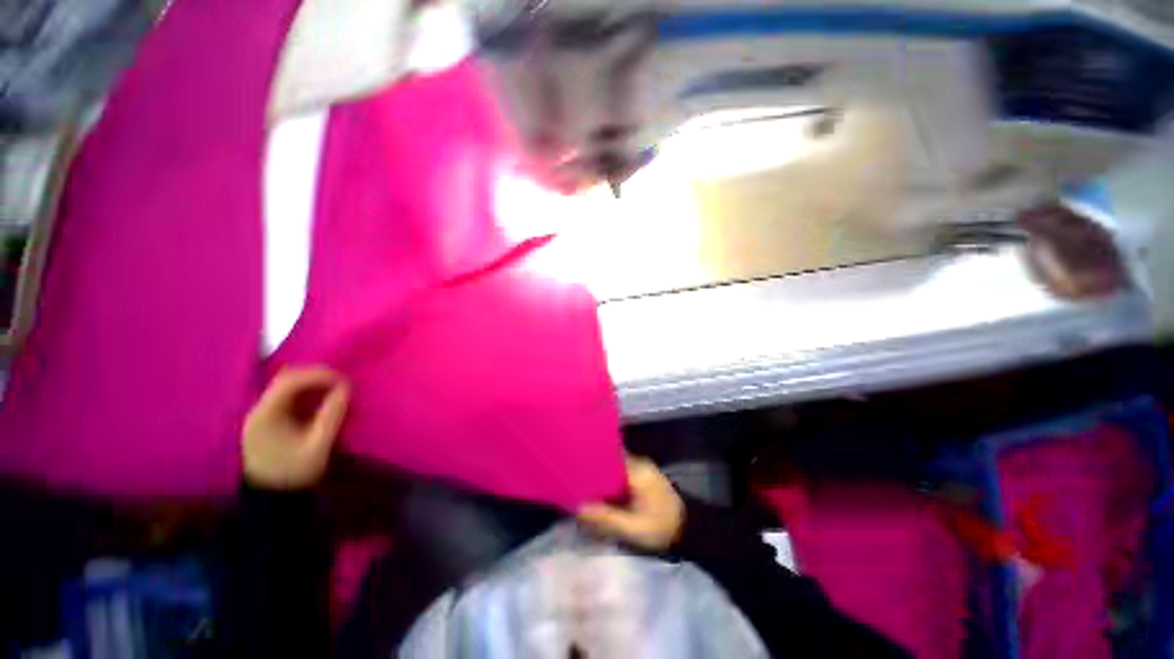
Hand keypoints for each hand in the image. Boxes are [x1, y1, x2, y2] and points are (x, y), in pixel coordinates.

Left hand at [243, 367, 350, 489]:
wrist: (274, 499)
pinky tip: (323, 400)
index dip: (318, 375)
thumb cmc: (295, 472)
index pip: (290, 381)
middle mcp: (259, 410)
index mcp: (266, 415)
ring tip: (336, 390)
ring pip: (287, 386)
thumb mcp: (318, 444)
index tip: (344, 379)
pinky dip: (308, 393)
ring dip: (313, 384)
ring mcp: (262, 415)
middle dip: (316, 376)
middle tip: (342, 382)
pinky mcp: (269, 421)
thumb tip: (346, 388)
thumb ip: (332, 414)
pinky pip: (288, 397)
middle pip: (286, 379)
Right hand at [577, 455, 684, 551]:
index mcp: (636, 469)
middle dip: (592, 470)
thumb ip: (606, 518)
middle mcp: (638, 463)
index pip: (608, 455)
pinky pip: (620, 473)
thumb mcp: (633, 529)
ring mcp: (641, 468)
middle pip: (608, 460)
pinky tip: (598, 492)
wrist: (689, 530)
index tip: (573, 466)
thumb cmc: (662, 528)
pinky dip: (609, 481)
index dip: (590, 460)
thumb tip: (577, 507)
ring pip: (613, 467)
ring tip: (581, 484)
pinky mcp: (642, 477)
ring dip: (600, 476)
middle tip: (572, 479)